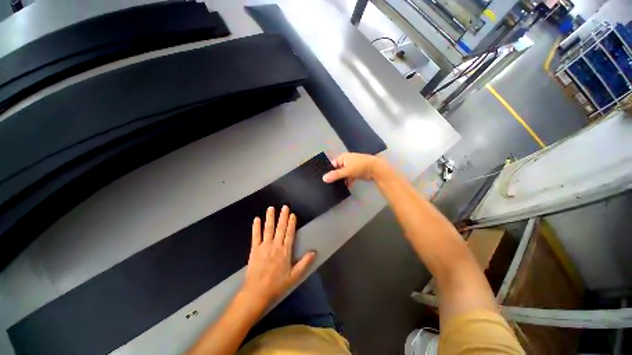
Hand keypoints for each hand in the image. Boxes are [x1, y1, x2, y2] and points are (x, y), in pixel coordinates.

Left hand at [241, 206, 315, 308]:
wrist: (257, 292)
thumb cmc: (277, 285)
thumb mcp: (294, 276)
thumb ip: (304, 263)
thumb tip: (314, 252)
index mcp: (285, 251)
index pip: (290, 233)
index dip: (291, 223)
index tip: (292, 214)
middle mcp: (275, 245)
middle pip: (280, 228)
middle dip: (283, 216)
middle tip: (284, 206)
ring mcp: (264, 246)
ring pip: (268, 229)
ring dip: (270, 218)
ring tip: (271, 208)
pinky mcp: (254, 249)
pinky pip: (255, 236)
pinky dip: (256, 227)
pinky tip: (256, 219)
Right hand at [322, 153, 386, 186]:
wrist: (375, 169)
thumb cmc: (360, 166)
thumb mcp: (346, 171)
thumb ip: (335, 175)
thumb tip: (323, 178)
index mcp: (343, 158)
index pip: (332, 164)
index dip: (329, 171)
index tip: (325, 180)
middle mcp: (346, 161)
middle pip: (338, 170)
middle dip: (335, 176)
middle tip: (329, 185)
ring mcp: (351, 167)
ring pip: (343, 174)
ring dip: (341, 180)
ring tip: (335, 188)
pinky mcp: (356, 172)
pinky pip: (349, 177)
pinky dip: (347, 181)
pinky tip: (345, 187)